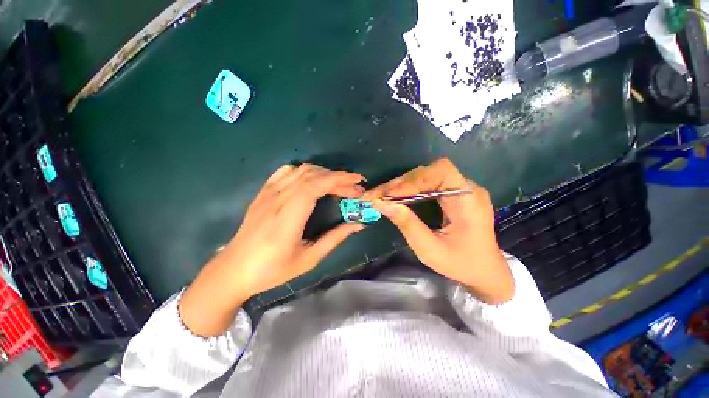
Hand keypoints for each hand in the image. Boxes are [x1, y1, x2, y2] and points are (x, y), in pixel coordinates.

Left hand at [180, 164, 365, 335]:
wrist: (233, 270)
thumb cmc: (272, 270)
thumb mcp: (309, 259)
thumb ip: (335, 238)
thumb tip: (358, 224)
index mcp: (287, 219)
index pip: (314, 186)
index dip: (339, 179)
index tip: (358, 182)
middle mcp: (276, 200)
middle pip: (311, 176)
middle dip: (338, 178)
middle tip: (354, 189)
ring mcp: (267, 193)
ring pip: (300, 170)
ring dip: (324, 173)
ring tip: (338, 185)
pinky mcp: (263, 192)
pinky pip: (285, 172)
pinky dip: (304, 171)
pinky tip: (313, 180)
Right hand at [362, 158, 512, 303]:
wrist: (485, 271)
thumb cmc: (460, 264)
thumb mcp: (429, 249)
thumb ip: (406, 224)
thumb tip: (380, 203)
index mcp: (469, 200)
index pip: (441, 172)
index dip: (413, 179)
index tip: (389, 194)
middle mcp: (467, 188)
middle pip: (429, 172)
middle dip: (401, 183)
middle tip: (377, 195)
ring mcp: (461, 189)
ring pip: (426, 175)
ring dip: (402, 185)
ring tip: (383, 196)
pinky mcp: (454, 193)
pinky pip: (428, 183)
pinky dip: (409, 189)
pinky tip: (397, 197)